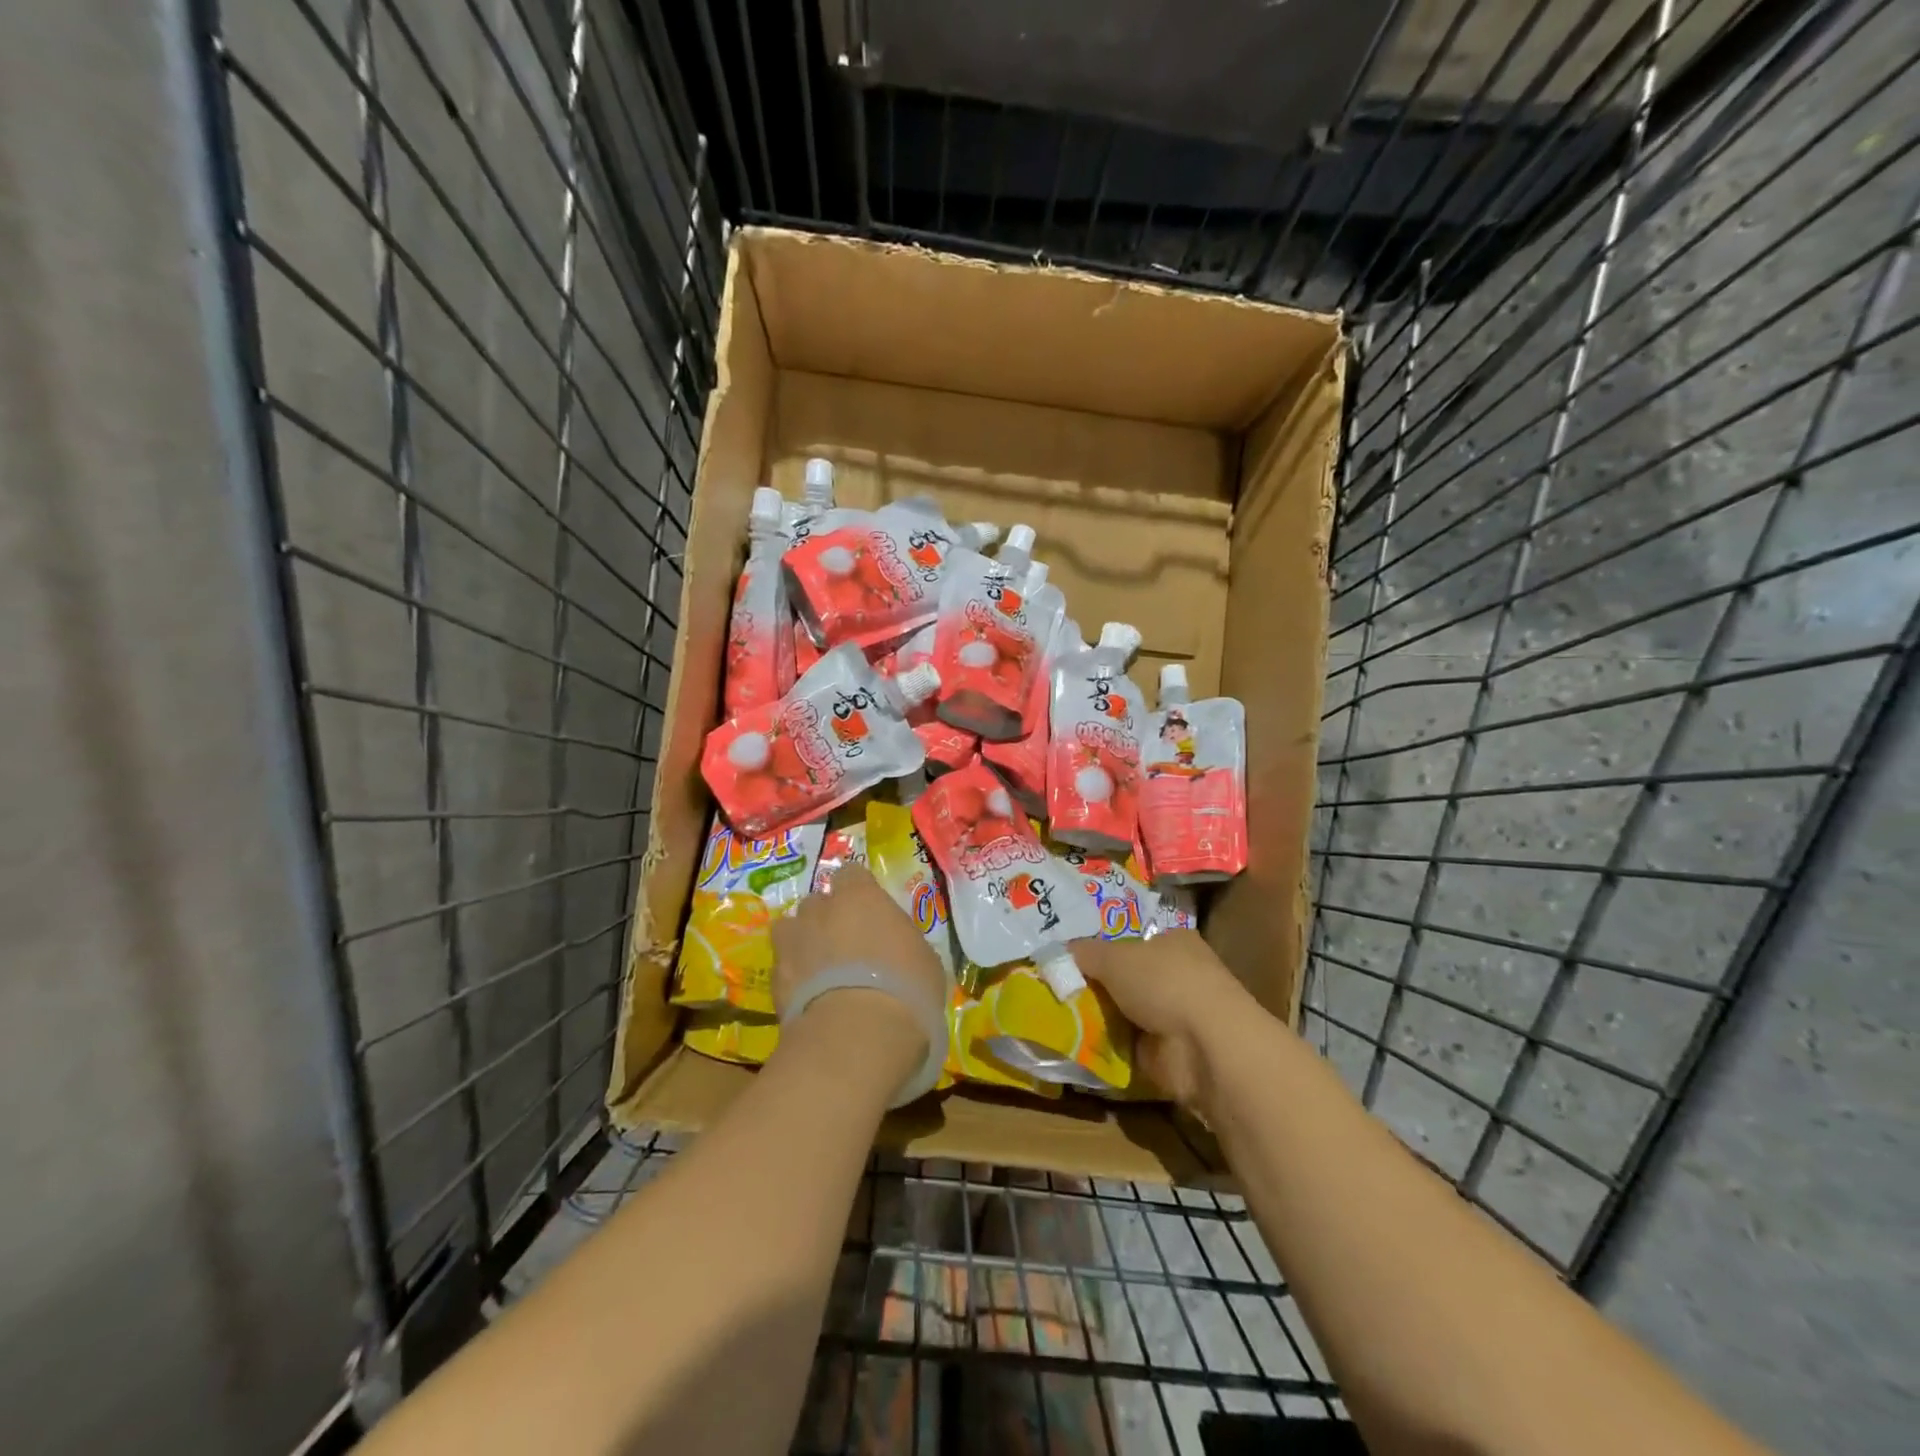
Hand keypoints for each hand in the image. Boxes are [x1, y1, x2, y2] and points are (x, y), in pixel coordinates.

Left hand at [772, 863, 949, 1061]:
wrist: (856, 1037)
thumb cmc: (905, 989)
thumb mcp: (923, 960)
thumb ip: (901, 942)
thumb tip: (896, 948)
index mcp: (861, 896)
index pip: (852, 874)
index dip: (859, 891)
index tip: (869, 911)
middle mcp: (821, 909)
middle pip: (819, 902)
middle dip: (828, 917)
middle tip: (846, 945)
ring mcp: (792, 942)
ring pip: (791, 929)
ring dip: (804, 942)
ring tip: (820, 969)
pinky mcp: (774, 978)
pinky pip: (783, 967)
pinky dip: (793, 977)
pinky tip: (809, 997)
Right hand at [1069, 931, 1269, 1113]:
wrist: (1204, 1048)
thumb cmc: (1165, 983)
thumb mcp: (1114, 957)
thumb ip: (1083, 953)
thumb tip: (1054, 953)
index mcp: (1173, 942)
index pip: (1131, 941)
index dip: (1100, 949)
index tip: (1067, 958)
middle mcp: (1176, 976)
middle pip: (1124, 978)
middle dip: (1093, 985)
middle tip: (1053, 987)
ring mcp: (1173, 1017)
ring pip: (1122, 1012)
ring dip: (1097, 1017)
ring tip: (1054, 1015)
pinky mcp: (1166, 1054)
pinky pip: (1125, 1045)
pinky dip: (1104, 1047)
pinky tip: (1074, 1043)